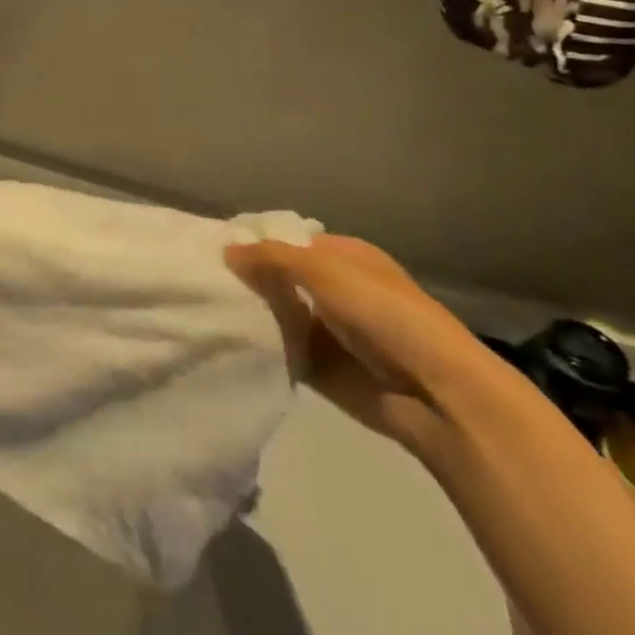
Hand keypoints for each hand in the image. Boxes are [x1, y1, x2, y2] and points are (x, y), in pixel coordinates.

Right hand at [226, 234, 494, 455]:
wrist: (435, 393)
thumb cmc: (385, 314)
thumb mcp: (325, 271)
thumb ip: (272, 258)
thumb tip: (226, 250)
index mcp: (342, 256)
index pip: (285, 241)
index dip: (252, 242)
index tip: (210, 248)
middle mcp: (332, 289)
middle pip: (276, 278)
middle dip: (245, 279)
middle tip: (198, 280)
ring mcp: (325, 329)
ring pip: (274, 313)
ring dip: (248, 313)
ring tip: (202, 309)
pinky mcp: (318, 367)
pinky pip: (278, 350)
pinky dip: (257, 346)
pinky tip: (223, 340)